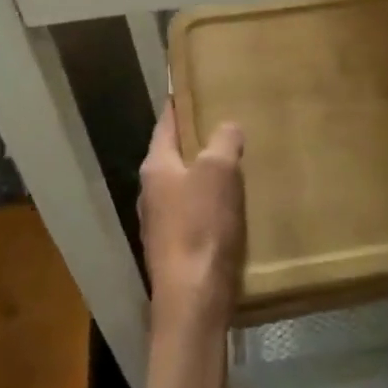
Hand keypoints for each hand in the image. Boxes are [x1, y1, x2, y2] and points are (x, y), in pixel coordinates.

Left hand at [139, 102, 246, 338]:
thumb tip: (227, 127)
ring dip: (206, 173)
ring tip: (236, 162)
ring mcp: (161, 223)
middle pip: (174, 154)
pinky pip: (194, 213)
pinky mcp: (176, 249)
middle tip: (227, 122)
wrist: (193, 300)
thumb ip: (223, 142)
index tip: (197, 87)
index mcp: (155, 166)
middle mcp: (151, 192)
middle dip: (197, 139)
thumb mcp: (219, 172)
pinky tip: (233, 206)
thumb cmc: (202, 226)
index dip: (181, 103)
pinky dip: (210, 203)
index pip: (166, 123)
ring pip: (185, 185)